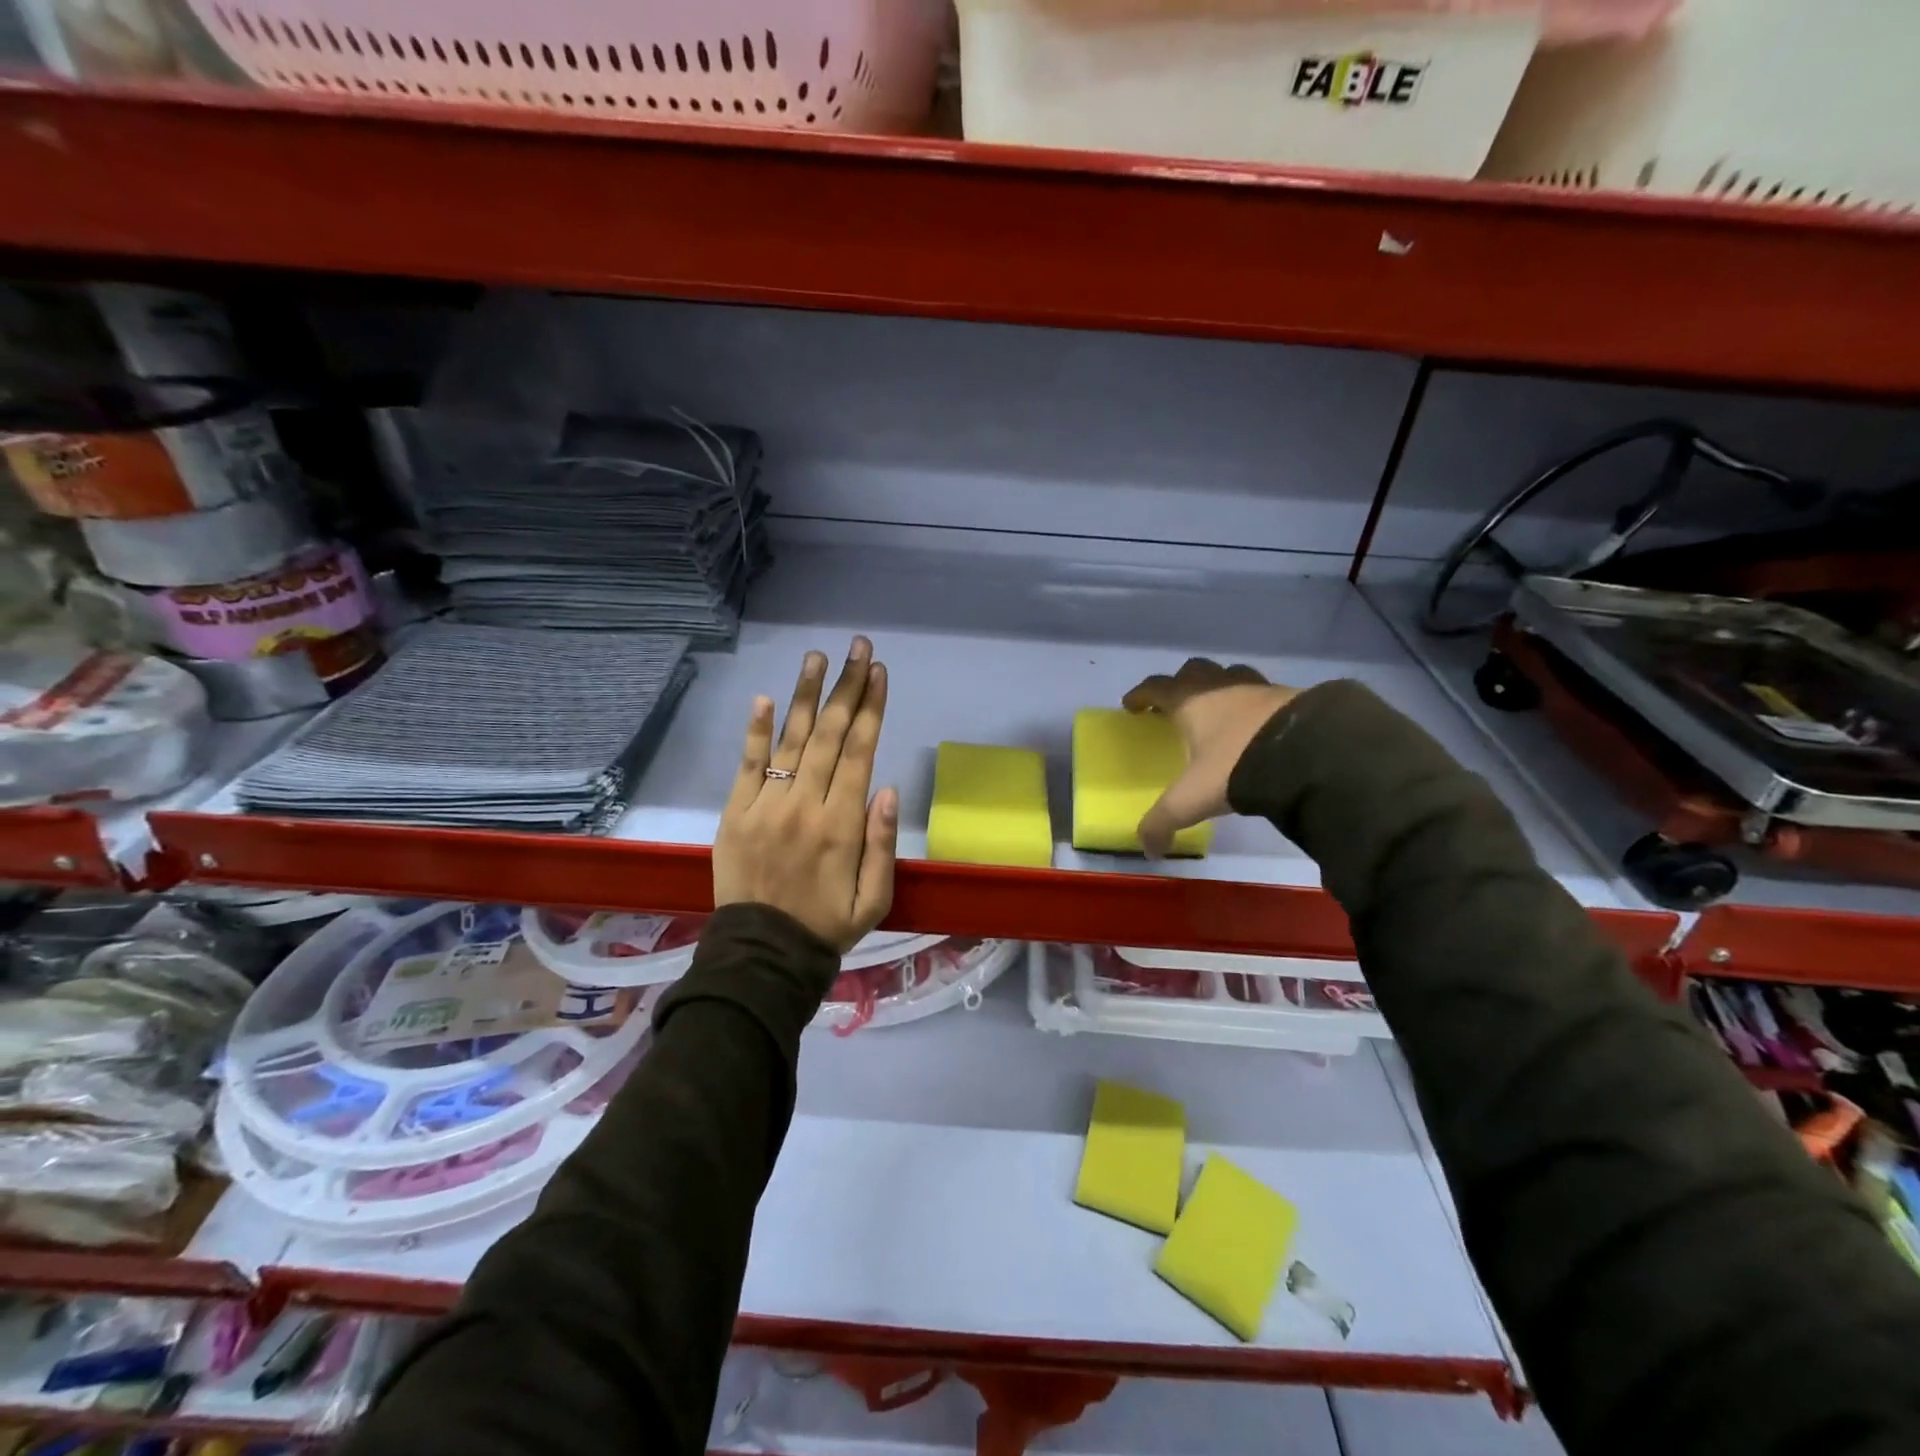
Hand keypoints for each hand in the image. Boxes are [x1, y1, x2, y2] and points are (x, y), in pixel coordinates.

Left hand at [713, 636, 898, 951]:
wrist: (762, 955)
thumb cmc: (827, 926)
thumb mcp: (875, 899)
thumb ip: (883, 844)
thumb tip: (887, 789)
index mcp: (842, 825)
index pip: (860, 752)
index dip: (871, 708)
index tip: (879, 672)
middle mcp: (805, 805)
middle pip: (830, 735)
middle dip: (847, 687)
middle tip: (858, 648)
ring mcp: (765, 806)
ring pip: (792, 740)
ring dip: (806, 695)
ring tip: (818, 657)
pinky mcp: (734, 814)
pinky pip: (748, 765)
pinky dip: (757, 731)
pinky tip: (767, 697)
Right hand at [1122, 659, 1299, 858]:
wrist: (1306, 753)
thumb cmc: (1236, 766)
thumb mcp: (1192, 799)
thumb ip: (1164, 822)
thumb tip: (1148, 851)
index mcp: (1190, 702)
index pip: (1156, 688)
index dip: (1141, 694)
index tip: (1130, 704)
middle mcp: (1221, 687)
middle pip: (1193, 671)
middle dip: (1180, 682)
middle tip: (1174, 703)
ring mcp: (1257, 688)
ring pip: (1230, 675)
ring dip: (1218, 685)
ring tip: (1217, 708)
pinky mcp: (1289, 697)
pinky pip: (1262, 692)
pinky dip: (1251, 702)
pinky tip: (1255, 722)